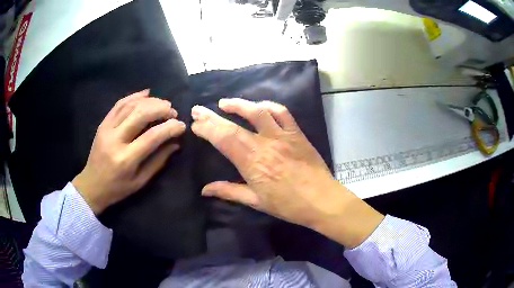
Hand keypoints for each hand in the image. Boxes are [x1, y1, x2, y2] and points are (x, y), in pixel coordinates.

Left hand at [72, 90, 185, 214]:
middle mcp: (115, 140)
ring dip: (150, 101)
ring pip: (130, 105)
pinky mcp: (103, 124)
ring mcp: (107, 129)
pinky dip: (134, 96)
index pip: (152, 136)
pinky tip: (146, 94)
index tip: (181, 125)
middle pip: (141, 114)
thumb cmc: (117, 188)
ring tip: (163, 104)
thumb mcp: (140, 181)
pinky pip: (119, 104)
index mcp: (126, 159)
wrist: (92, 185)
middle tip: (172, 112)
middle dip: (161, 109)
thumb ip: (158, 161)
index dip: (170, 128)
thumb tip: (175, 143)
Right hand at [191, 98, 383, 247]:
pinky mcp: (297, 133)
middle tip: (198, 109)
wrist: (322, 200)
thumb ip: (229, 192)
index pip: (223, 139)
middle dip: (212, 116)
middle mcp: (265, 144)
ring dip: (238, 104)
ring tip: (223, 103)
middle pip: (234, 125)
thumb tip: (204, 190)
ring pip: (257, 112)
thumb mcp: (256, 201)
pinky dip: (268, 106)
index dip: (207, 129)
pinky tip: (259, 106)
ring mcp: (283, 136)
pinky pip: (282, 113)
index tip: (195, 124)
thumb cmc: (288, 205)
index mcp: (252, 163)